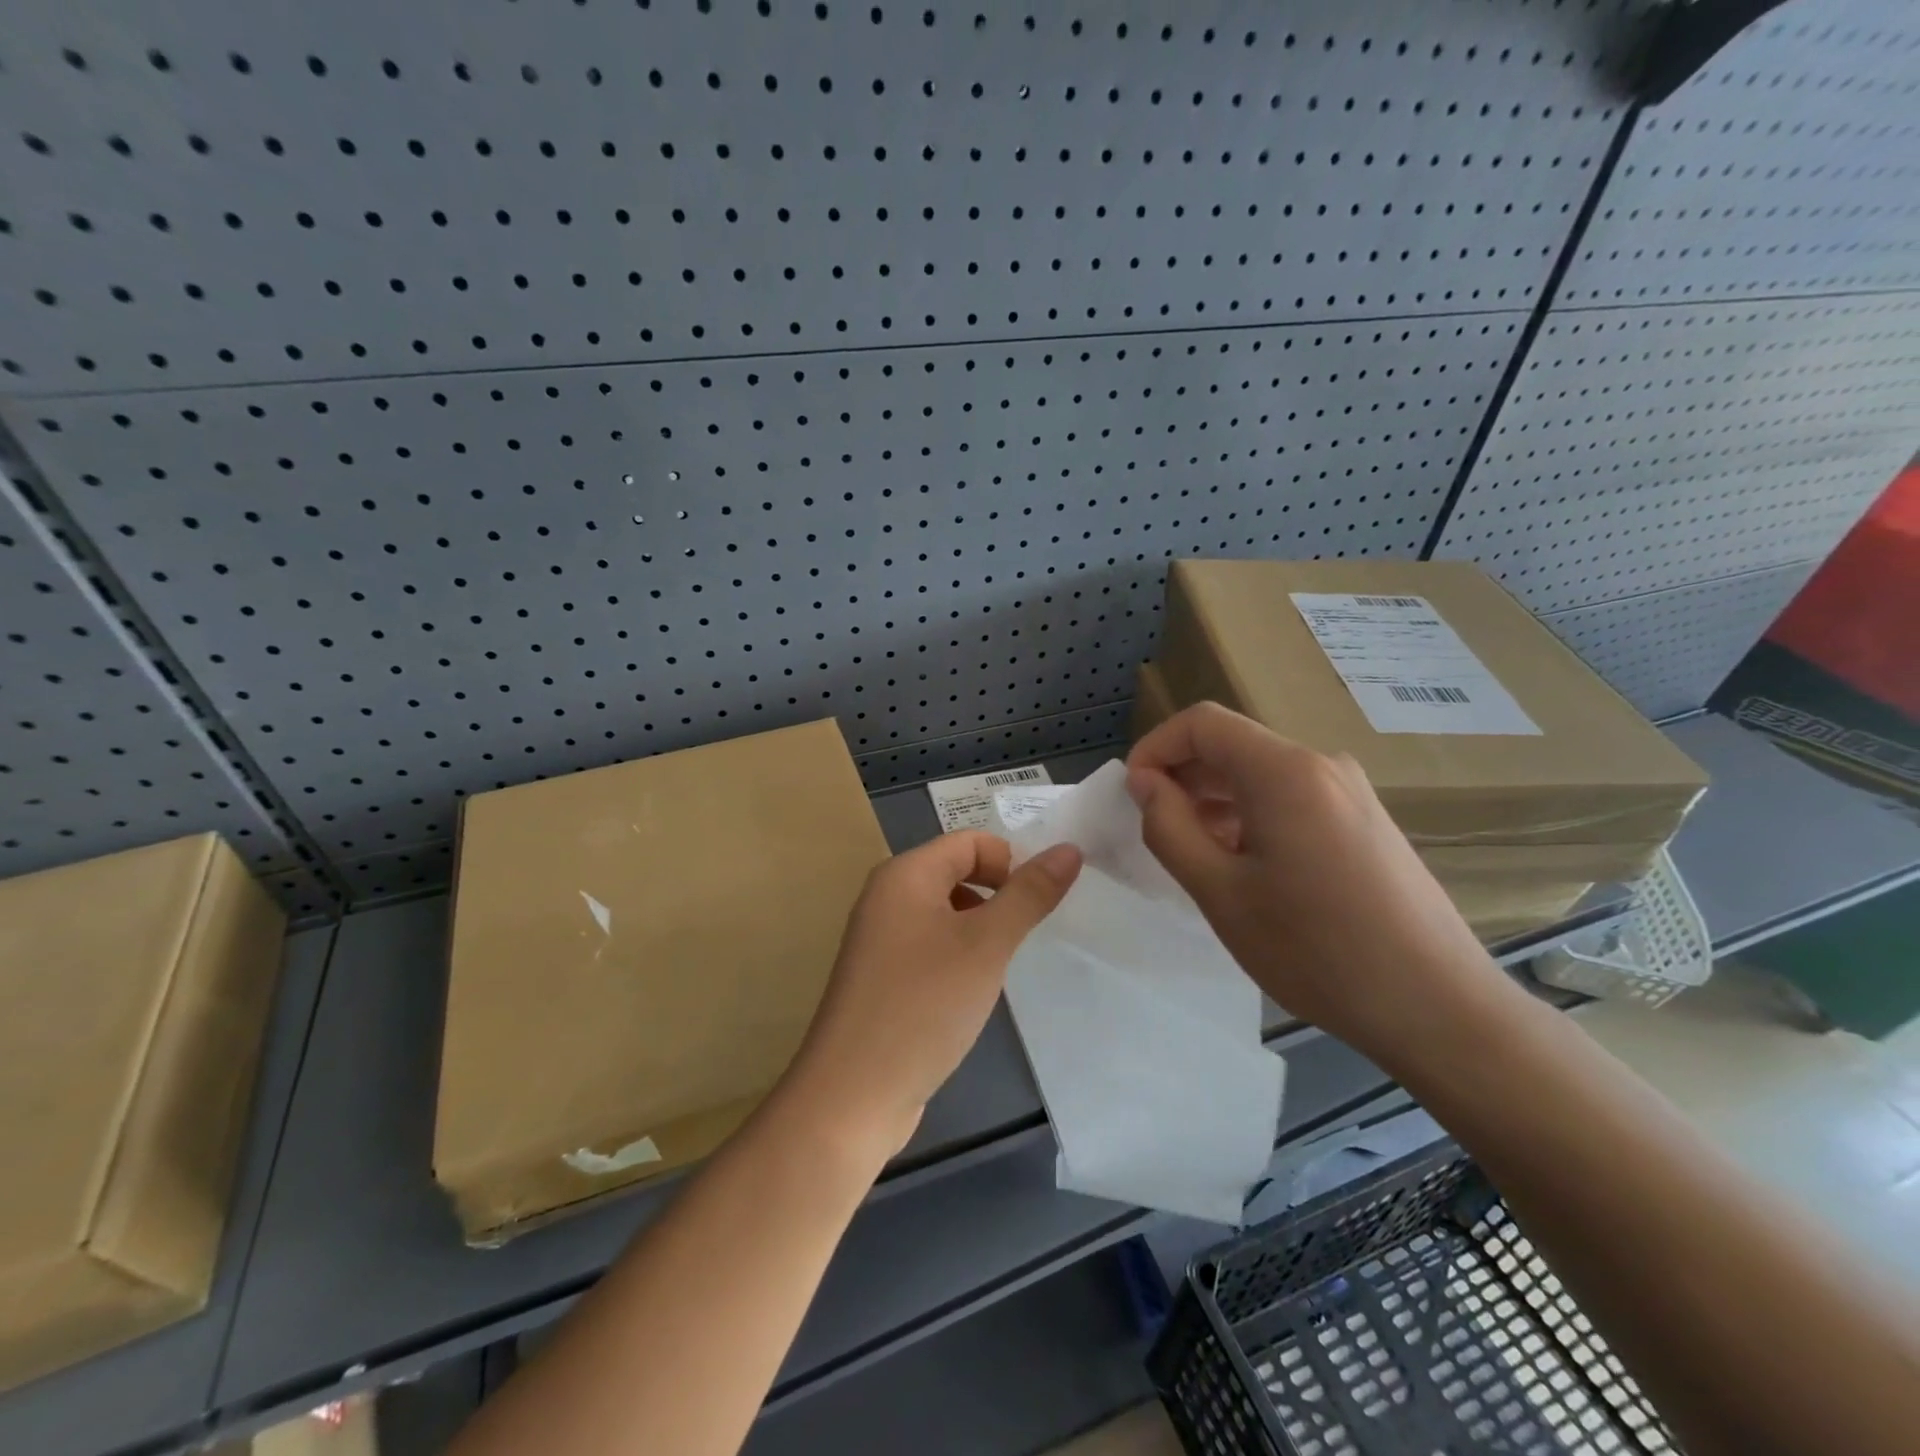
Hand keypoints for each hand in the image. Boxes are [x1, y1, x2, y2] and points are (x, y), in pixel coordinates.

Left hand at [781, 831, 1081, 1161]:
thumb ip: (1029, 894)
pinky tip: (970, 992)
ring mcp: (879, 938)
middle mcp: (886, 896)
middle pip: (956, 872)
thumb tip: (1069, 848)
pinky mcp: (881, 976)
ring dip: (980, 928)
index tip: (1039, 905)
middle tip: (1023, 937)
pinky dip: (958, 955)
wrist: (854, 1094)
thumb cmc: (923, 1005)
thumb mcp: (986, 945)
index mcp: (904, 875)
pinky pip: (930, 945)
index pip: (970, 842)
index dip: (1012, 862)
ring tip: (998, 967)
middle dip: (997, 896)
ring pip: (945, 912)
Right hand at [1125, 702, 1512, 1065]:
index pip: (1202, 724)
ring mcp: (1351, 792)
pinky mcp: (1366, 820)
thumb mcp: (1221, 892)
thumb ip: (1169, 827)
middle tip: (1156, 831)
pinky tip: (1246, 867)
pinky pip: (1292, 797)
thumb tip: (1144, 782)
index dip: (1155, 748)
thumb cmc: (1316, 951)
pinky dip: (1252, 815)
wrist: (1438, 1008)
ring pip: (1261, 774)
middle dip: (1182, 777)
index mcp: (1284, 772)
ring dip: (1215, 800)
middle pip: (1233, 745)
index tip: (1132, 795)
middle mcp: (1322, 765)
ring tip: (1197, 856)